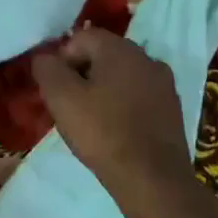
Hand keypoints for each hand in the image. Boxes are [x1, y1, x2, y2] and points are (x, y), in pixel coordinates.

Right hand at [32, 27, 191, 202]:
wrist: (152, 179)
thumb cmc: (102, 132)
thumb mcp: (60, 97)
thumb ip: (46, 68)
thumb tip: (44, 58)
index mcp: (120, 48)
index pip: (80, 38)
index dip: (62, 61)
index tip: (56, 90)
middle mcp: (146, 58)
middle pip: (103, 55)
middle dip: (82, 75)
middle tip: (70, 106)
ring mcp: (164, 84)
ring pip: (122, 77)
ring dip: (103, 91)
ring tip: (92, 121)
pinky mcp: (173, 110)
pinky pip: (139, 97)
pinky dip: (123, 107)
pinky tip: (115, 131)